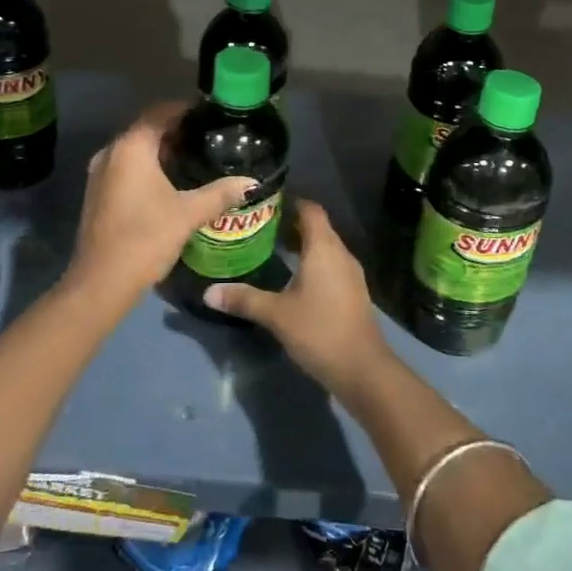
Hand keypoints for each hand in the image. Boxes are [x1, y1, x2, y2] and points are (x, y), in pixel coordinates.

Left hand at [67, 103, 256, 301]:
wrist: (101, 282)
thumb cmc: (146, 238)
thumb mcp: (188, 214)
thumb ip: (220, 193)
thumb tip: (252, 182)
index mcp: (131, 147)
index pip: (160, 111)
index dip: (186, 109)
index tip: (211, 115)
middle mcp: (111, 152)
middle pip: (147, 128)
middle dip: (177, 130)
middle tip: (209, 138)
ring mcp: (100, 172)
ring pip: (136, 149)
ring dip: (162, 149)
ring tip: (196, 158)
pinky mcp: (98, 192)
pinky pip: (126, 166)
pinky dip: (148, 166)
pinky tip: (172, 182)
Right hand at [202, 200, 390, 392]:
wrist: (362, 369)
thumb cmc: (319, 331)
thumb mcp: (276, 314)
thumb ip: (243, 300)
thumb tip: (208, 292)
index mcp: (324, 248)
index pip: (310, 210)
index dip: (291, 201)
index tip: (265, 202)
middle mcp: (340, 254)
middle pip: (317, 227)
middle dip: (290, 224)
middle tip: (258, 226)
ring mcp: (350, 274)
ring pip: (324, 248)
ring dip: (301, 245)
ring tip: (270, 249)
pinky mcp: (352, 292)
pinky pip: (330, 265)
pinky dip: (312, 263)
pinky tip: (292, 278)